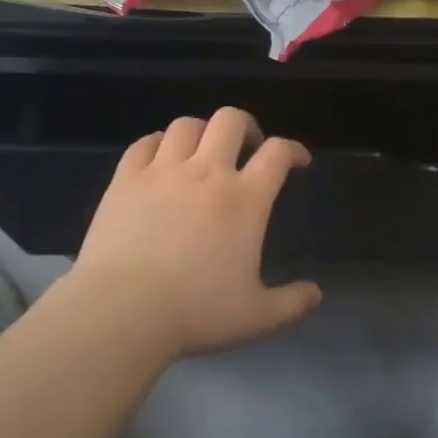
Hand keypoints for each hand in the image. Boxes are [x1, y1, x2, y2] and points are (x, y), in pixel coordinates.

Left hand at [70, 108, 319, 359]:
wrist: (122, 312)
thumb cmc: (195, 312)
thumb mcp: (256, 317)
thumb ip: (291, 304)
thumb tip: (316, 294)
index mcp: (245, 200)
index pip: (277, 153)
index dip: (292, 149)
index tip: (296, 160)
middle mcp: (207, 173)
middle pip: (231, 120)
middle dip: (246, 126)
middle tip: (247, 148)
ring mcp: (163, 172)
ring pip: (187, 125)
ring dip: (202, 132)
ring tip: (202, 151)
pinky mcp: (126, 179)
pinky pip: (144, 143)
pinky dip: (158, 143)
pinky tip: (160, 159)